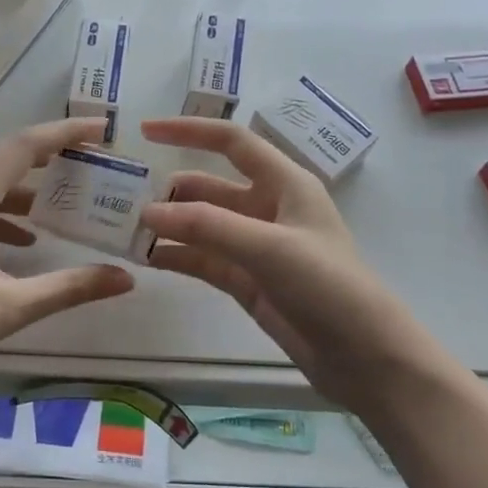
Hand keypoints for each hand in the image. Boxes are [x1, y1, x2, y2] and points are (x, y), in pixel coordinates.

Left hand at [0, 118, 135, 394]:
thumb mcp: (8, 307)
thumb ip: (69, 287)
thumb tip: (125, 278)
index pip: (24, 145)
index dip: (66, 133)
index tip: (103, 128)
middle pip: (6, 155)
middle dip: (51, 155)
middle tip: (93, 161)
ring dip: (27, 185)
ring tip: (67, 202)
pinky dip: (3, 211)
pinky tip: (24, 241)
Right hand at [139, 117, 436, 416]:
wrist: (365, 357)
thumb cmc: (328, 286)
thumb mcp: (269, 247)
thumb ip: (207, 226)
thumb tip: (147, 212)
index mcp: (284, 183)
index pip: (231, 142)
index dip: (190, 131)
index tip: (144, 132)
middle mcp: (268, 207)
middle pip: (209, 186)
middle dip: (170, 191)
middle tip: (122, 200)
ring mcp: (256, 246)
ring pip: (202, 225)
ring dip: (169, 226)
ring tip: (124, 231)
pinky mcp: (247, 281)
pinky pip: (203, 259)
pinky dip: (177, 256)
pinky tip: (146, 259)